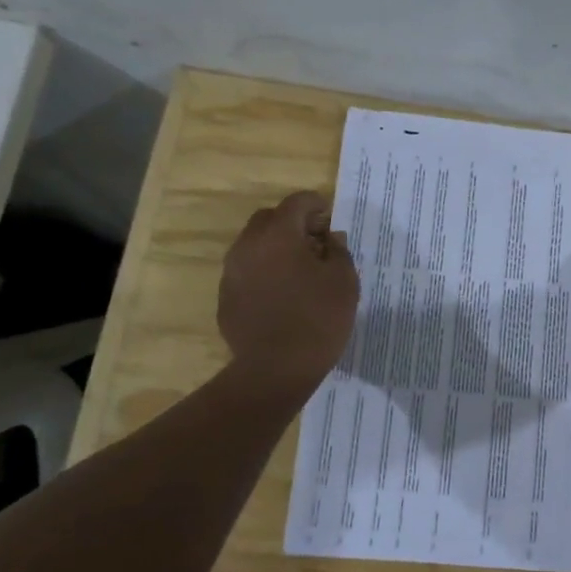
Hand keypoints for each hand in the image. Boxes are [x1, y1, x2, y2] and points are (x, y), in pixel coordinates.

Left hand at [217, 191, 358, 396]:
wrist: (276, 369)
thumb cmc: (318, 320)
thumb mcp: (344, 282)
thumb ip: (339, 251)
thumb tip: (330, 238)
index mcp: (279, 235)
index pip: (297, 202)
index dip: (316, 205)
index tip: (330, 218)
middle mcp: (248, 246)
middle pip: (269, 219)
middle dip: (292, 223)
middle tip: (316, 243)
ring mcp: (231, 272)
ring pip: (254, 245)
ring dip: (276, 248)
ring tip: (300, 270)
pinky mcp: (226, 297)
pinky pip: (246, 272)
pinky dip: (264, 272)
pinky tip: (282, 295)